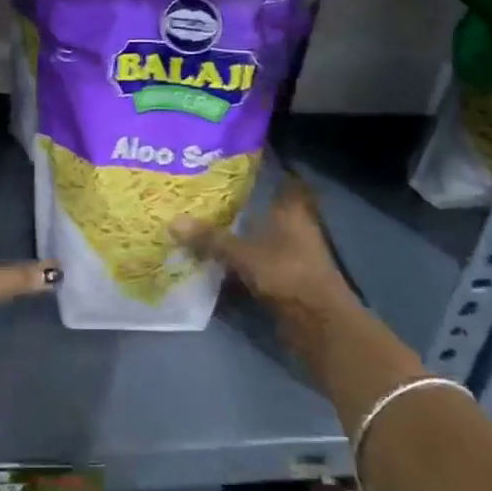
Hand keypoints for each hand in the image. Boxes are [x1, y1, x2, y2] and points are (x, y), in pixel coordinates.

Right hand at [172, 178, 355, 315]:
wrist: (318, 325)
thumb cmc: (287, 274)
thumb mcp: (243, 254)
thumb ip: (210, 239)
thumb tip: (173, 221)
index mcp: (292, 211)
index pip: (284, 181)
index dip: (267, 171)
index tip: (238, 165)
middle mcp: (294, 228)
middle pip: (266, 211)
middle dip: (240, 206)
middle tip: (206, 196)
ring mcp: (291, 256)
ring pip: (259, 239)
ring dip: (237, 237)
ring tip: (201, 226)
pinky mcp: (286, 281)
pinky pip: (256, 264)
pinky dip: (238, 263)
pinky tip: (212, 262)